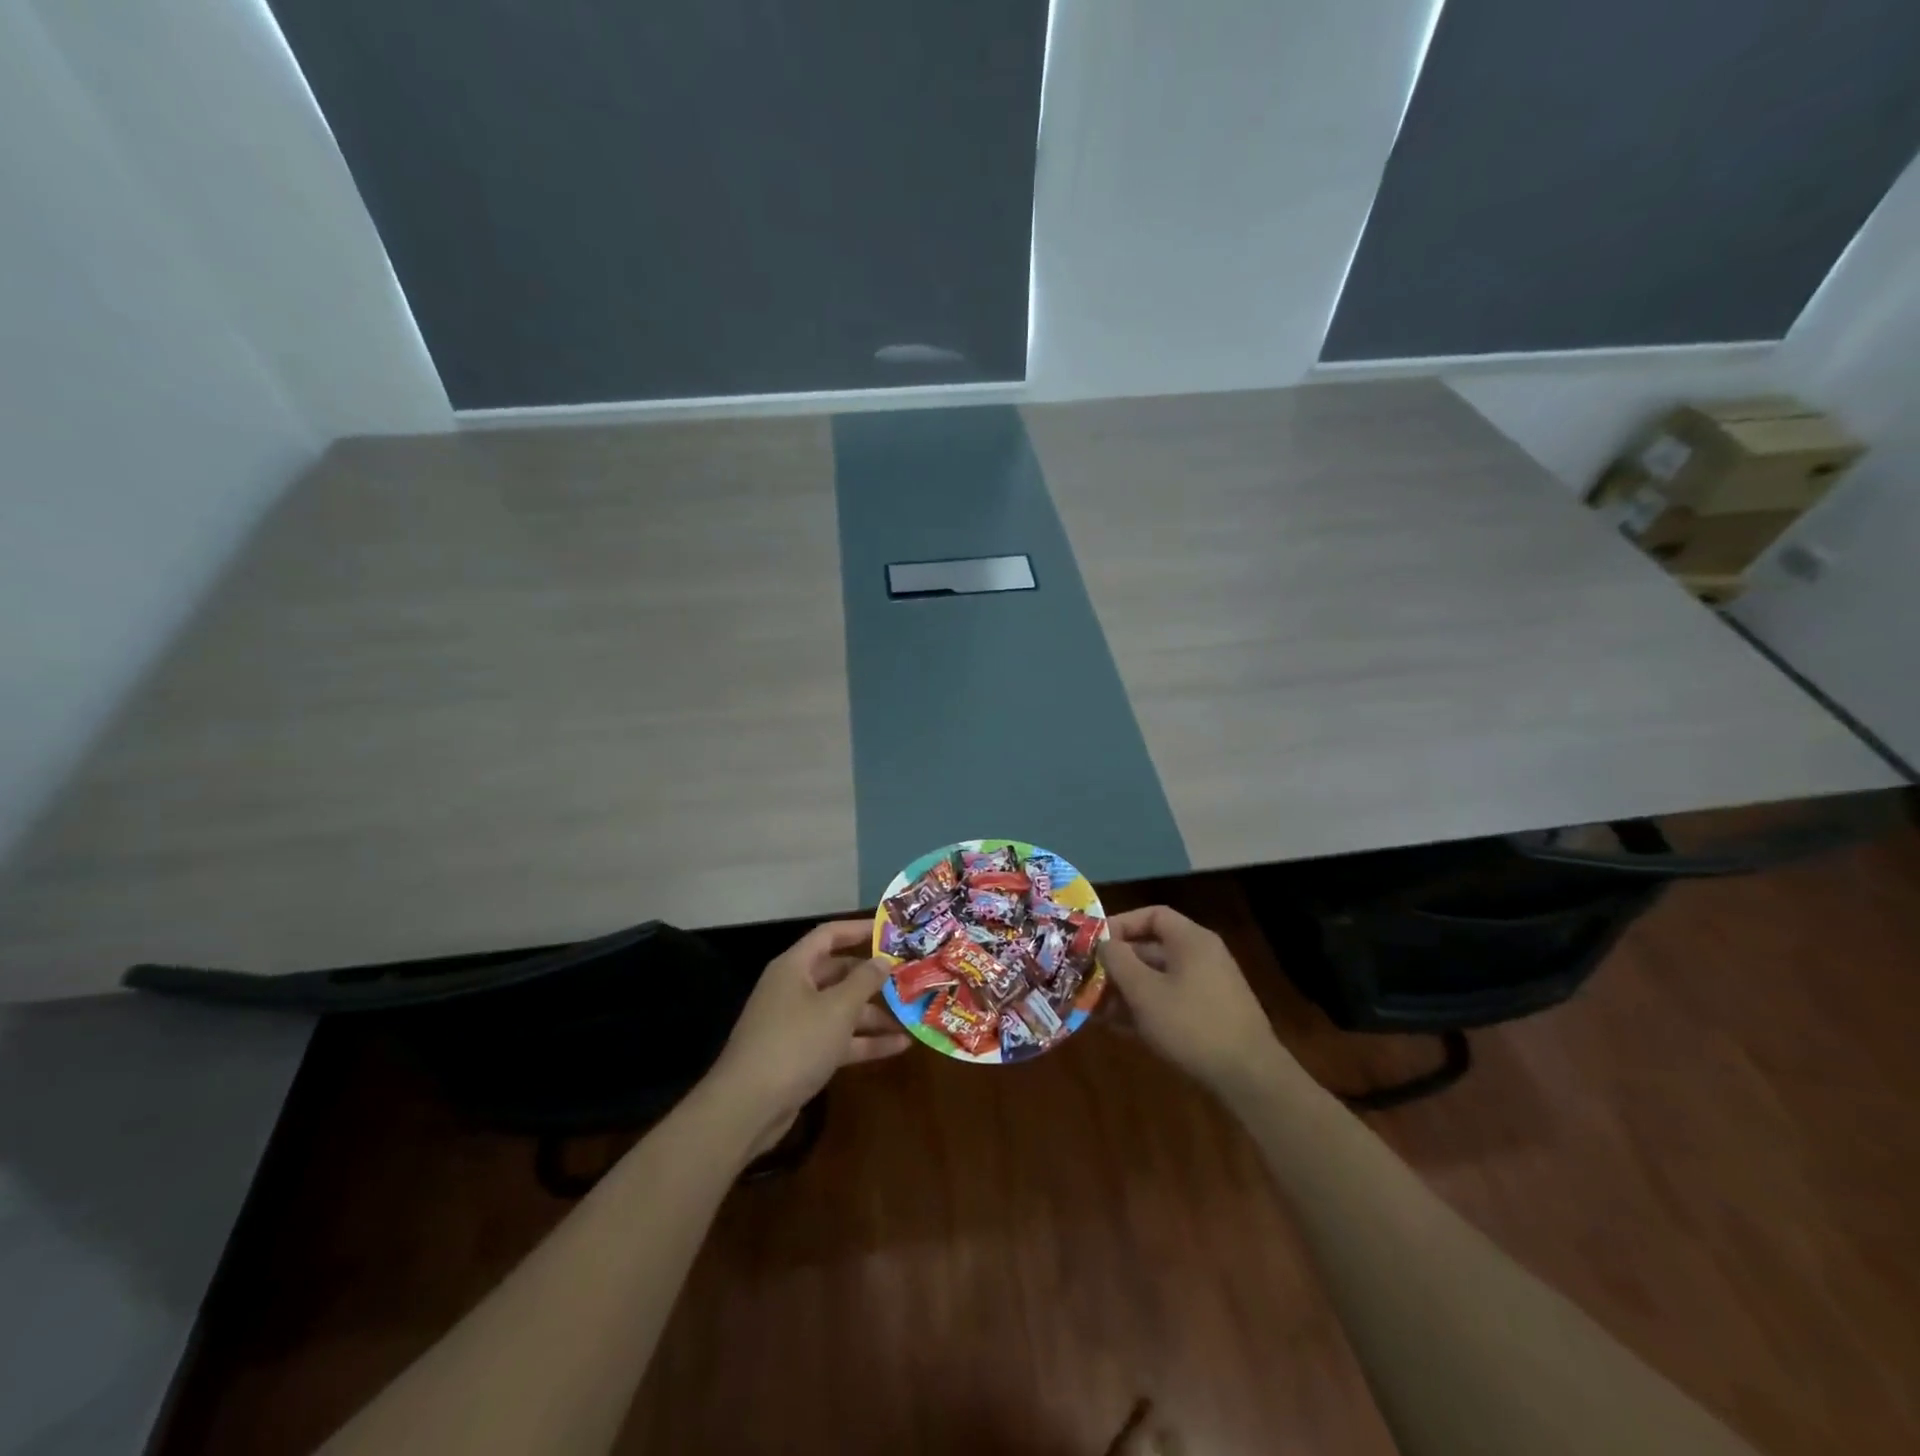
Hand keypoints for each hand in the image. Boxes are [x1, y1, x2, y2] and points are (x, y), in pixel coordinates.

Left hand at [705, 920, 908, 1143]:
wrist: (747, 1108)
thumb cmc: (795, 1044)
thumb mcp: (837, 1009)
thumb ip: (865, 981)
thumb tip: (884, 959)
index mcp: (795, 967)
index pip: (829, 935)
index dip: (859, 929)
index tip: (892, 931)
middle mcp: (794, 989)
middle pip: (839, 973)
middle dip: (873, 977)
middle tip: (910, 977)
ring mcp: (797, 1024)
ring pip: (841, 1009)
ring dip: (875, 1014)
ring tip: (912, 1015)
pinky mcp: (802, 1055)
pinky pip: (838, 1039)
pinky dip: (865, 1041)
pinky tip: (899, 1046)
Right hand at [1098, 906, 1290, 1095]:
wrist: (1249, 1077)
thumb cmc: (1192, 1024)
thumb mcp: (1145, 991)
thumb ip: (1118, 961)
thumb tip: (1103, 944)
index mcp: (1191, 940)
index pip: (1152, 916)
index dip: (1120, 925)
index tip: (1095, 945)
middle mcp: (1201, 957)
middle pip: (1151, 949)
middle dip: (1117, 966)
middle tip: (1088, 981)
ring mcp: (1208, 987)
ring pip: (1157, 979)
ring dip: (1126, 991)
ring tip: (1096, 1010)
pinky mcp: (1209, 1015)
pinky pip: (1169, 1000)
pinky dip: (1145, 1008)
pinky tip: (1119, 1028)